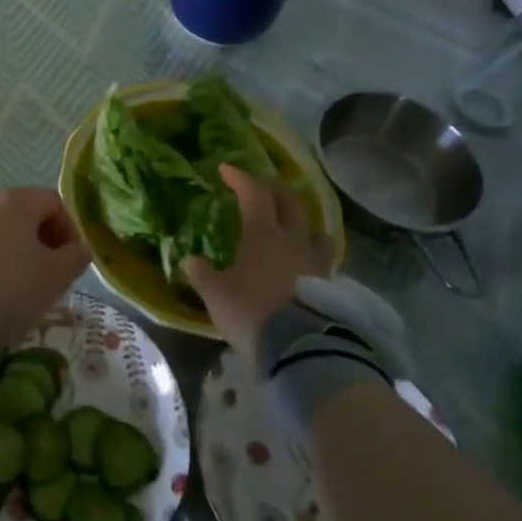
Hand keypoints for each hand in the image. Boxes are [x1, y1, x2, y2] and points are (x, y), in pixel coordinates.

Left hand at [0, 187, 88, 350]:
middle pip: (25, 214)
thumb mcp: (56, 275)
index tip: (72, 259)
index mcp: (15, 200)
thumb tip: (78, 250)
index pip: (52, 202)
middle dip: (43, 242)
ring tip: (25, 286)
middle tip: (51, 274)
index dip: (69, 229)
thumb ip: (75, 258)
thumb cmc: (13, 284)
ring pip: (1, 231)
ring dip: (18, 253)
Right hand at [181, 165, 334, 360]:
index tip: (226, 170)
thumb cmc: (252, 312)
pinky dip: (312, 251)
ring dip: (302, 221)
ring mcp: (316, 262)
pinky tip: (304, 262)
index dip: (240, 178)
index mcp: (263, 234)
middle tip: (261, 187)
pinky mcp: (331, 287)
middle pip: (290, 202)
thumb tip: (189, 260)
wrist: (301, 350)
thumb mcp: (216, 294)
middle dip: (274, 189)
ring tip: (293, 225)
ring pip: (315, 229)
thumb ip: (202, 274)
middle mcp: (293, 240)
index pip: (254, 193)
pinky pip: (323, 257)